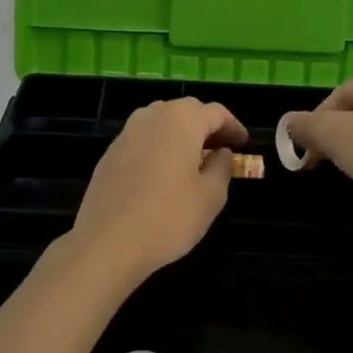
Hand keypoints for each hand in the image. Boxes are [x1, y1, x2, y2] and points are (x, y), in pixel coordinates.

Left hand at [71, 98, 247, 285]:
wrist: (108, 242)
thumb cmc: (168, 218)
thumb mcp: (211, 197)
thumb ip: (222, 167)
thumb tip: (221, 153)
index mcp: (181, 121)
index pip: (215, 112)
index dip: (233, 126)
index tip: (244, 143)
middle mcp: (152, 117)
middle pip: (185, 110)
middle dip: (206, 125)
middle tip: (220, 148)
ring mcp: (126, 134)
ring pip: (160, 121)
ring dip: (180, 133)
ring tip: (193, 158)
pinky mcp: (109, 153)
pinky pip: (141, 139)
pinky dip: (158, 146)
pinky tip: (163, 172)